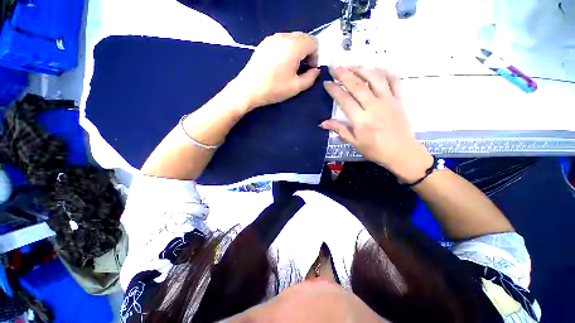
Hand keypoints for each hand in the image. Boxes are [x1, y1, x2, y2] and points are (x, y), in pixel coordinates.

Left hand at [230, 32, 320, 109]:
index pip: (314, 42)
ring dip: (297, 50)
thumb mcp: (296, 87)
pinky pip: (281, 41)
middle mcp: (284, 37)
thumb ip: (311, 77)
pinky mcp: (264, 43)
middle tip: (301, 68)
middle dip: (307, 52)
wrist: (249, 89)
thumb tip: (315, 70)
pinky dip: (286, 49)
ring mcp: (272, 38)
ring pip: (292, 38)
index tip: (309, 69)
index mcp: (294, 46)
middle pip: (304, 37)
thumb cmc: (274, 89)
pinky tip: (280, 63)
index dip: (315, 56)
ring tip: (291, 67)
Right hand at [320, 67, 432, 182]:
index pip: (344, 99)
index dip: (334, 89)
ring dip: (361, 69)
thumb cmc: (375, 150)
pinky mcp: (399, 99)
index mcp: (361, 120)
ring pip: (374, 78)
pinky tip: (375, 69)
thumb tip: (322, 123)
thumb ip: (339, 130)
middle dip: (344, 74)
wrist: (401, 152)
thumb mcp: (354, 142)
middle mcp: (374, 106)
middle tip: (334, 67)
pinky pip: (393, 80)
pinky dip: (384, 72)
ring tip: (351, 66)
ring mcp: (388, 100)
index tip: (326, 83)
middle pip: (357, 85)